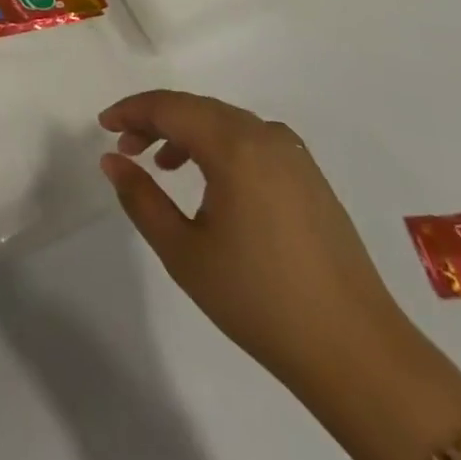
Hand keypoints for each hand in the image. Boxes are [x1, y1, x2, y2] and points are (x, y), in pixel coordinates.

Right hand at [98, 90, 440, 399]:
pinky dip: (219, 147)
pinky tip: (209, 181)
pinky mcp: (310, 176)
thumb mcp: (184, 253)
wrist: (357, 352)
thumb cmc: (259, 300)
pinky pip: (251, 140)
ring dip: (187, 133)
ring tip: (161, 165)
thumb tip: (112, 160)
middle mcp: (265, 135)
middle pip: (197, 108)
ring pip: (225, 122)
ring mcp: (293, 154)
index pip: (170, 107)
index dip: (131, 110)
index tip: (103, 126)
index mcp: (234, 145)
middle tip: (125, 147)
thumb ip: (141, 198)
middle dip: (156, 120)